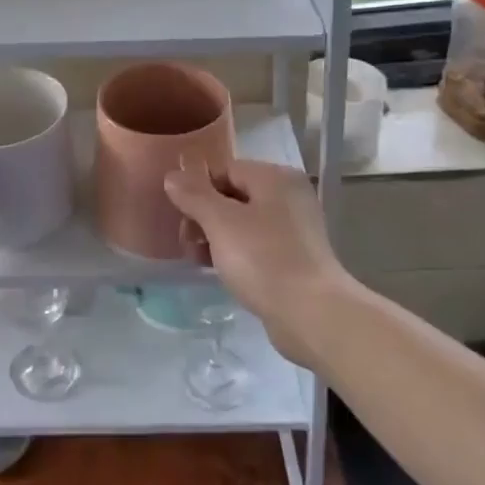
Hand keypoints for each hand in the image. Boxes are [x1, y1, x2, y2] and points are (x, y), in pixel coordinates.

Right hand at [163, 158, 352, 367]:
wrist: (312, 315)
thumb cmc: (264, 259)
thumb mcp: (221, 222)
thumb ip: (194, 195)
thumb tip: (173, 176)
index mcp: (275, 177)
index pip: (226, 169)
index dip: (198, 189)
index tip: (180, 215)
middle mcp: (289, 196)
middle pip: (234, 195)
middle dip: (205, 216)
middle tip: (186, 241)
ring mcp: (296, 229)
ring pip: (244, 223)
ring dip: (217, 237)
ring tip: (198, 259)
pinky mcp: (296, 259)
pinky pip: (257, 246)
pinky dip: (236, 254)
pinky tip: (221, 271)